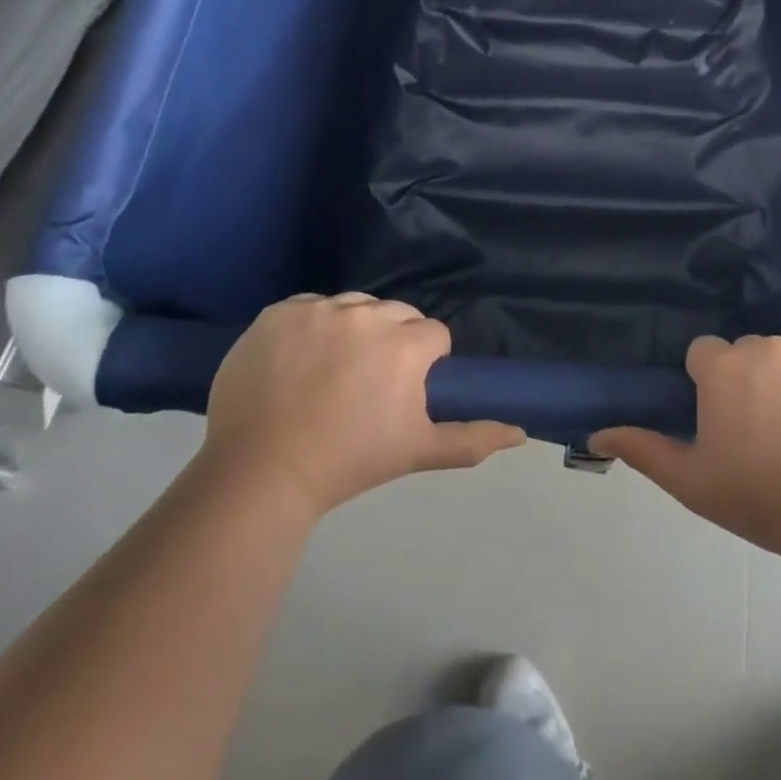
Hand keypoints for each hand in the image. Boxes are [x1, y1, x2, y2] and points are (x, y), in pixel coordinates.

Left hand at [203, 293, 524, 518]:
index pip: (433, 334)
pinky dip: (309, 326)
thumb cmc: (348, 463)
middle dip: (392, 340)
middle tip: (367, 383)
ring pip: (354, 306)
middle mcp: (366, 314)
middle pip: (396, 313)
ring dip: (352, 328)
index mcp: (404, 344)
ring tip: (330, 371)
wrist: (259, 473)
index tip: (402, 391)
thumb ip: (472, 438)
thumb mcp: (416, 452)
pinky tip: (297, 361)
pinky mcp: (279, 311)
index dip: (424, 362)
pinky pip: (309, 307)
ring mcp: (319, 309)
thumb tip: (521, 432)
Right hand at [591, 336, 780, 555]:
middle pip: (747, 353)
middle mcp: (765, 345)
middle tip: (763, 431)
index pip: (705, 354)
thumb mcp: (691, 481)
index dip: (710, 385)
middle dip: (749, 381)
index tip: (723, 420)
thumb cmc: (759, 498)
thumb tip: (596, 434)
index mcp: (723, 366)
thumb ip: (643, 449)